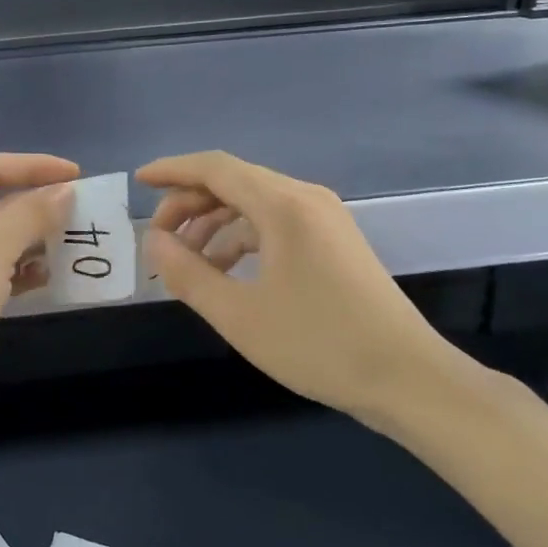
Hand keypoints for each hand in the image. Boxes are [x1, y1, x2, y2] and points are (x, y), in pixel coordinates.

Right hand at [139, 151, 476, 431]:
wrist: (408, 378)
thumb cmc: (318, 344)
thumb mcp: (238, 314)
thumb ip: (187, 273)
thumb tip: (153, 242)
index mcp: (283, 205)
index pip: (215, 168)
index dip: (172, 171)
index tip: (138, 182)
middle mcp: (305, 199)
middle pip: (233, 182)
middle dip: (189, 204)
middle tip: (158, 239)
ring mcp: (324, 219)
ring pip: (254, 204)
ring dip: (214, 224)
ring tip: (186, 261)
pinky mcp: (334, 242)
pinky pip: (275, 224)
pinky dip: (242, 238)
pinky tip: (225, 270)